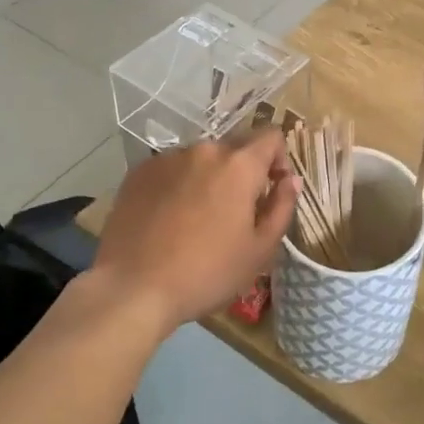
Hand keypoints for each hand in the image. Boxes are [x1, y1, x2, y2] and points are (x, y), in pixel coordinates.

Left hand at [92, 132, 299, 330]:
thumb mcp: (259, 250)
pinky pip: (171, 169)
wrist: (132, 288)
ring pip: (201, 159)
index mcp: (239, 165)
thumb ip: (282, 207)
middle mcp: (204, 150)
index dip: (279, 159)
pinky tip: (168, 220)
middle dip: (243, 172)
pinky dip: (178, 185)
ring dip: (208, 178)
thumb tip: (291, 180)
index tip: (272, 189)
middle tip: (234, 214)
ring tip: (196, 219)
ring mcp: (167, 158)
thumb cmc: (206, 273)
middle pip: (235, 148)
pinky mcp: (138, 172)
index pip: (271, 136)